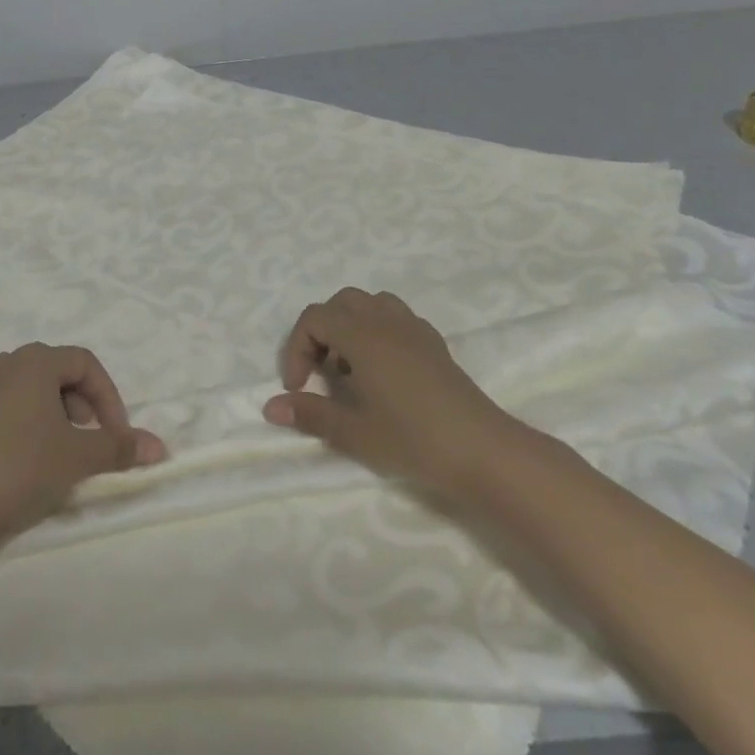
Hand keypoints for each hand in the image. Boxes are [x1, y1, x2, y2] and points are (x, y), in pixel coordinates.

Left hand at [0, 344, 166, 540]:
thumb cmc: (23, 466)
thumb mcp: (80, 457)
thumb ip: (120, 447)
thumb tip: (160, 448)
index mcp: (35, 360)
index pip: (85, 363)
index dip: (109, 397)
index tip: (116, 436)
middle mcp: (7, 364)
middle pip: (59, 373)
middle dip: (84, 405)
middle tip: (90, 442)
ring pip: (33, 391)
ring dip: (58, 416)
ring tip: (63, 453)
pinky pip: (10, 407)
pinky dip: (31, 425)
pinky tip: (30, 462)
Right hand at [263, 288, 526, 495]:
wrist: (485, 452)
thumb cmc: (414, 440)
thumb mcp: (354, 433)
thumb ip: (310, 414)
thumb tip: (270, 407)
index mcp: (362, 335)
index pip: (314, 318)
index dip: (297, 348)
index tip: (299, 388)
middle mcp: (386, 321)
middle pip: (341, 303)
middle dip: (321, 332)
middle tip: (321, 373)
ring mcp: (414, 329)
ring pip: (371, 304)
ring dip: (351, 327)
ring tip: (351, 368)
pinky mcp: (434, 343)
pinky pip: (396, 318)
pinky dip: (378, 332)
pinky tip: (384, 371)